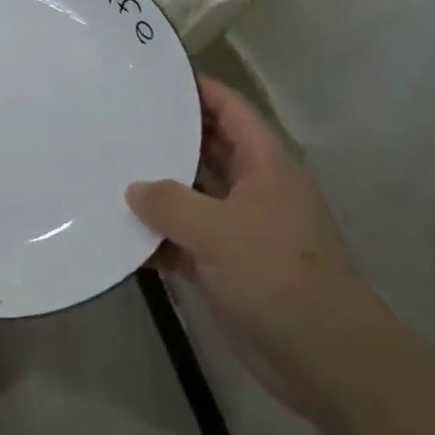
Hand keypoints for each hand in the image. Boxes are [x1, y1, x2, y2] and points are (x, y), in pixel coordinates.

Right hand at [128, 76, 381, 417]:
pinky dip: (159, 241)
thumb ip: (170, 203)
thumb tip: (134, 189)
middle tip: (120, 124)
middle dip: (169, 138)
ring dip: (158, 193)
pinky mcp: (229, 268)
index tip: (156, 77)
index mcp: (265, 166)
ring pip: (193, 198)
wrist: (324, 357)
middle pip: (208, 150)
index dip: (199, 89)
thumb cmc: (277, 274)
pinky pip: (186, 242)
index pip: (231, 110)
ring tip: (109, 174)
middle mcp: (254, 190)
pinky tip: (121, 239)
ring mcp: (242, 230)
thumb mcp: (218, 229)